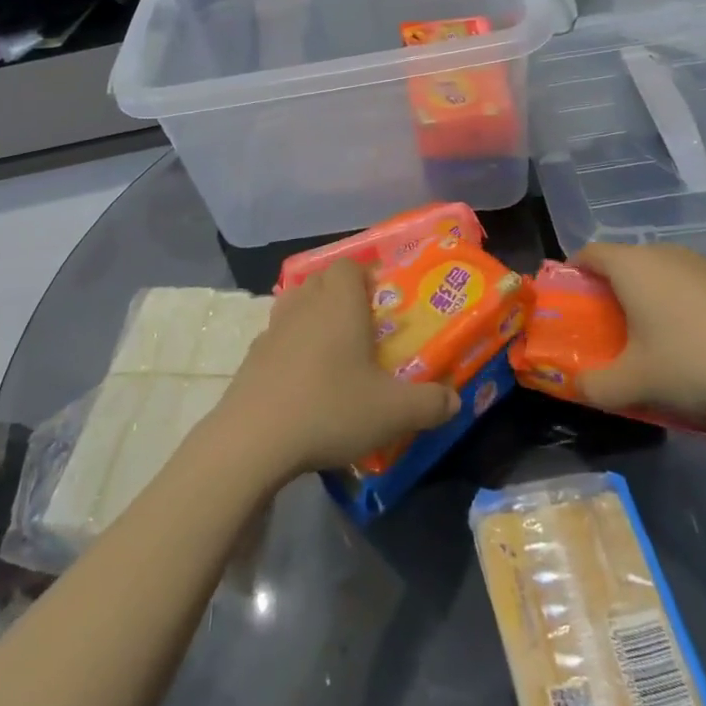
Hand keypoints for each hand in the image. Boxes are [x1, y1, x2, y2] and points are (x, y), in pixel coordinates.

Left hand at [208, 260, 458, 481]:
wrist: (253, 440)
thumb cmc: (331, 408)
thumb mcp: (393, 412)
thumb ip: (429, 403)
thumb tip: (454, 399)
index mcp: (339, 301)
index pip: (349, 266)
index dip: (365, 277)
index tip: (382, 303)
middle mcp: (304, 304)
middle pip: (321, 281)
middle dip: (341, 296)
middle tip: (363, 328)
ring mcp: (272, 329)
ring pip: (296, 306)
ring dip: (313, 320)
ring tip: (333, 354)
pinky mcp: (250, 358)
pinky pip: (277, 340)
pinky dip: (290, 350)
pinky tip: (303, 383)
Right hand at [572, 243, 705, 416]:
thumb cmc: (694, 358)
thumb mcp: (638, 381)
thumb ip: (598, 386)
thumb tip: (579, 387)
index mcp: (630, 266)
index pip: (588, 253)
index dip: (574, 273)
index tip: (572, 302)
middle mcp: (660, 252)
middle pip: (622, 263)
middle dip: (610, 291)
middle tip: (608, 328)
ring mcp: (697, 261)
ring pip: (657, 273)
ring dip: (647, 298)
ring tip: (652, 339)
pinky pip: (687, 283)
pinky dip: (679, 303)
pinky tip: (695, 340)